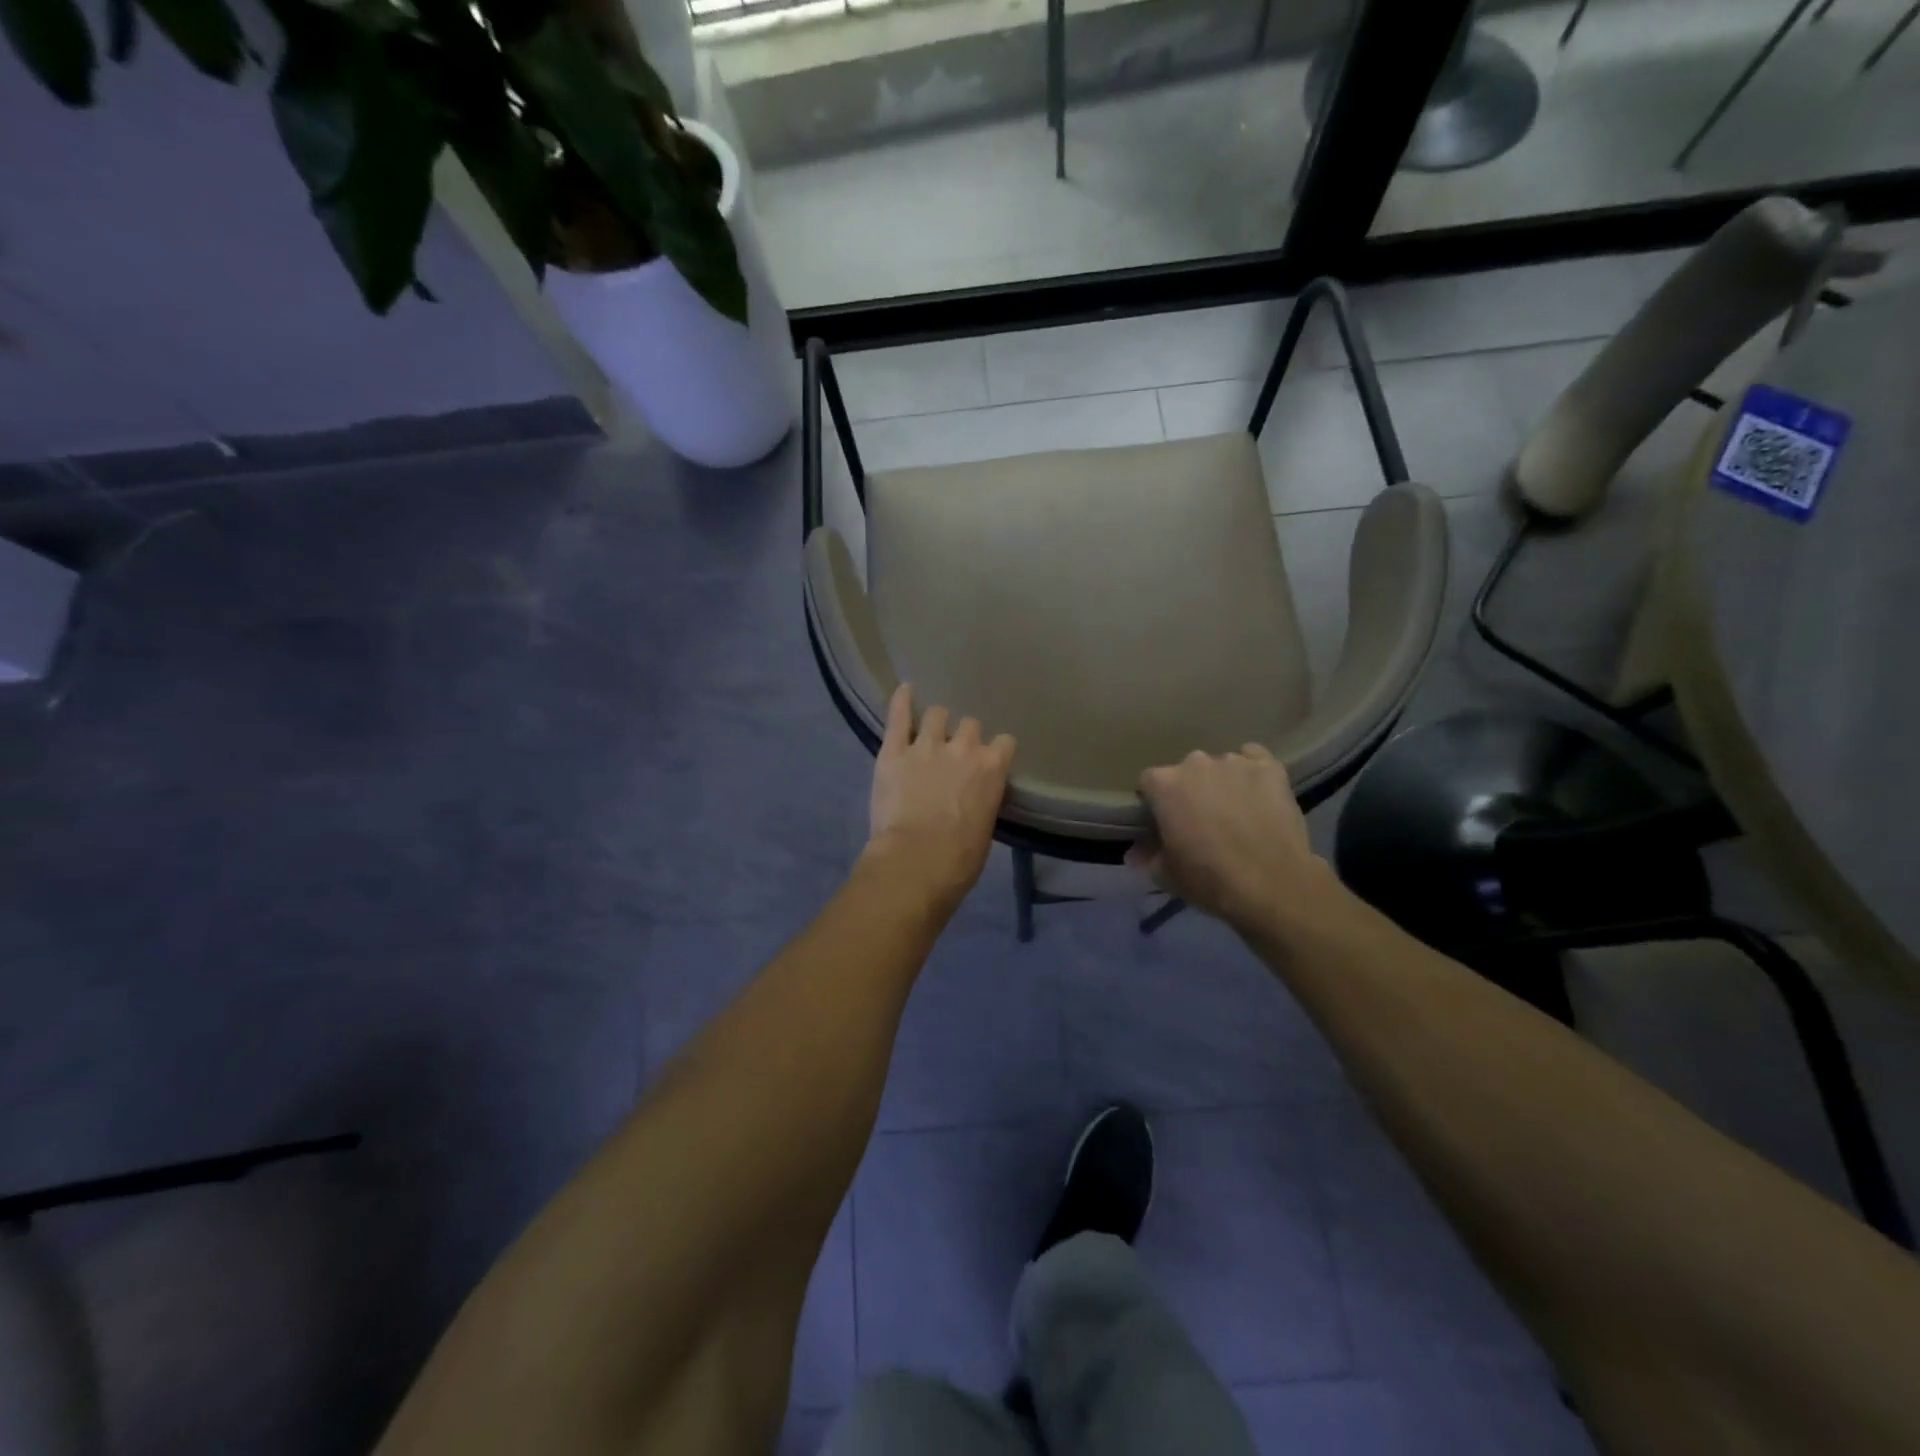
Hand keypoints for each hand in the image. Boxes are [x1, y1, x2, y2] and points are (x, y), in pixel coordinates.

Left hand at [865, 684, 1015, 906]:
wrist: (916, 861)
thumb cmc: (959, 859)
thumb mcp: (985, 828)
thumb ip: (983, 799)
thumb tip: (975, 797)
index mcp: (992, 768)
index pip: (1004, 742)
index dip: (996, 750)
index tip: (990, 760)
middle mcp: (963, 748)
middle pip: (970, 724)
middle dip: (964, 736)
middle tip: (954, 753)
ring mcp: (926, 745)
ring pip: (937, 714)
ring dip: (936, 722)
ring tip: (929, 731)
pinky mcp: (894, 751)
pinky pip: (898, 716)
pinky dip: (901, 701)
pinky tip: (904, 690)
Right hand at [1128, 744, 1329, 933]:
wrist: (1272, 885)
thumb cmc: (1208, 878)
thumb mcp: (1165, 875)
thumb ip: (1147, 856)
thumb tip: (1135, 853)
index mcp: (1165, 784)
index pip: (1149, 782)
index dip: (1155, 803)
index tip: (1164, 824)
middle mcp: (1196, 763)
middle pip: (1185, 772)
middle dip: (1190, 791)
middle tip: (1201, 822)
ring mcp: (1235, 762)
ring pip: (1220, 766)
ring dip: (1221, 783)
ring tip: (1235, 812)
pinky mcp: (1270, 767)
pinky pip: (1254, 758)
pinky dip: (1252, 772)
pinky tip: (1257, 794)